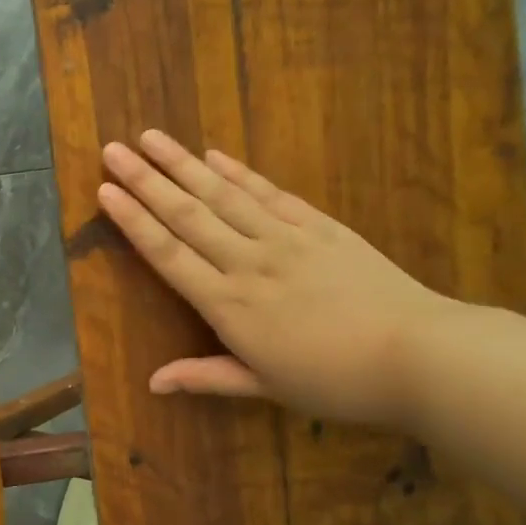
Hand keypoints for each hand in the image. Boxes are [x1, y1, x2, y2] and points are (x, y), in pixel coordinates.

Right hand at [98, 130, 451, 427]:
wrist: (420, 354)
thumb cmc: (336, 381)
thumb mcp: (266, 387)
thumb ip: (207, 377)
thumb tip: (152, 383)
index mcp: (229, 304)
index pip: (168, 254)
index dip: (133, 221)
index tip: (105, 192)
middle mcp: (248, 261)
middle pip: (187, 214)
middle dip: (146, 180)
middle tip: (113, 149)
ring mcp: (286, 238)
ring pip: (223, 195)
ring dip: (183, 164)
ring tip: (152, 137)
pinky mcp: (320, 226)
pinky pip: (270, 193)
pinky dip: (239, 172)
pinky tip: (214, 155)